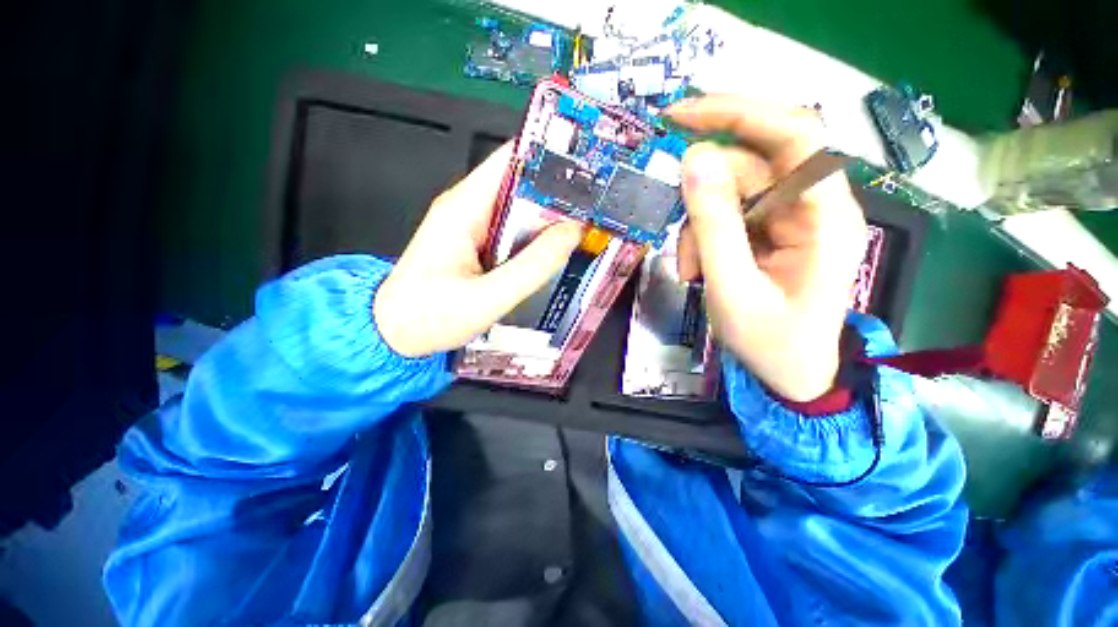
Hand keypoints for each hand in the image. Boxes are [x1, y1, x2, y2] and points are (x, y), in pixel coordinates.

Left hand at [373, 143, 583, 357]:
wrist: (393, 333)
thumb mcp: (487, 297)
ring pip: (520, 211)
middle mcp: (469, 208)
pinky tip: (558, 250)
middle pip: (522, 185)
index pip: (512, 160)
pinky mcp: (477, 245)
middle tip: (598, 205)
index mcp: (465, 208)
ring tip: (587, 226)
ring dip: (551, 218)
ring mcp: (473, 227)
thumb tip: (572, 233)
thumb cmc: (429, 317)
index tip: (589, 165)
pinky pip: (513, 233)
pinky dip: (536, 238)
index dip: (550, 157)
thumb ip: (532, 267)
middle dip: (559, 192)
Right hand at [668, 96, 866, 401]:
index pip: (793, 135)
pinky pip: (728, 215)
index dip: (738, 114)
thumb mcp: (732, 289)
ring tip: (689, 268)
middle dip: (704, 194)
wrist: (790, 374)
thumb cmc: (770, 342)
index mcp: (825, 218)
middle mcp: (812, 205)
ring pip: (731, 192)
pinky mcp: (770, 230)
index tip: (681, 115)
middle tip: (676, 225)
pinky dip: (702, 237)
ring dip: (698, 226)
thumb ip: (713, 226)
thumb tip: (692, 161)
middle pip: (752, 165)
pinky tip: (696, 268)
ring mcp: (789, 218)